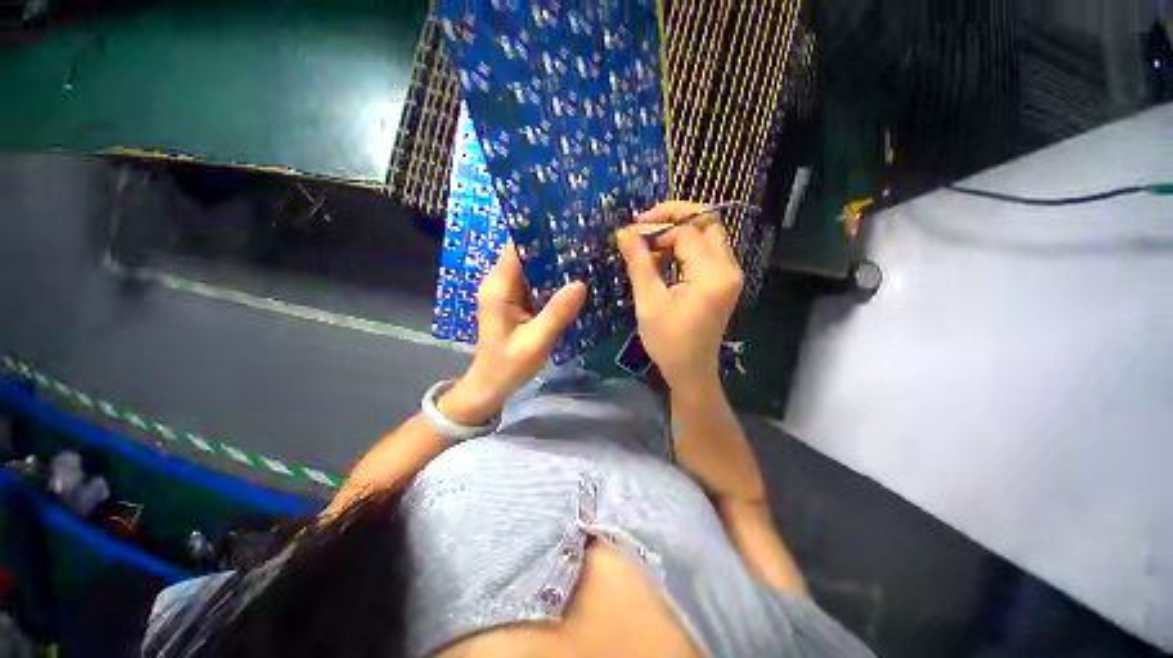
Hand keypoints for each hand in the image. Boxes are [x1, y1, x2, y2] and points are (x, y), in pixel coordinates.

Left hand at [439, 243, 586, 424]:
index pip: (516, 247)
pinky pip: (535, 283)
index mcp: (498, 287)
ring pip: (532, 267)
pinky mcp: (515, 301)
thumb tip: (581, 283)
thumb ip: (556, 313)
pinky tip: (574, 279)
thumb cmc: (508, 365)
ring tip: (584, 255)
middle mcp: (500, 283)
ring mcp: (507, 292)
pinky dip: (552, 279)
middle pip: (526, 254)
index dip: (539, 233)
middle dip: (552, 247)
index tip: (568, 226)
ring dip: (555, 263)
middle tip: (584, 241)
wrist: (491, 386)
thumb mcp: (535, 342)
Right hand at [616, 201, 742, 390]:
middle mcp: (728, 269)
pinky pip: (704, 251)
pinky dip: (682, 247)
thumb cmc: (668, 342)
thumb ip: (639, 264)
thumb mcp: (649, 303)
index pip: (687, 232)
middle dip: (674, 216)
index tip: (630, 232)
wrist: (691, 371)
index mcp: (712, 276)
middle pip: (707, 222)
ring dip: (677, 232)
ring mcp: (728, 274)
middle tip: (644, 224)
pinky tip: (660, 258)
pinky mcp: (722, 281)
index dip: (657, 226)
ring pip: (707, 234)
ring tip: (648, 244)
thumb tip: (625, 232)